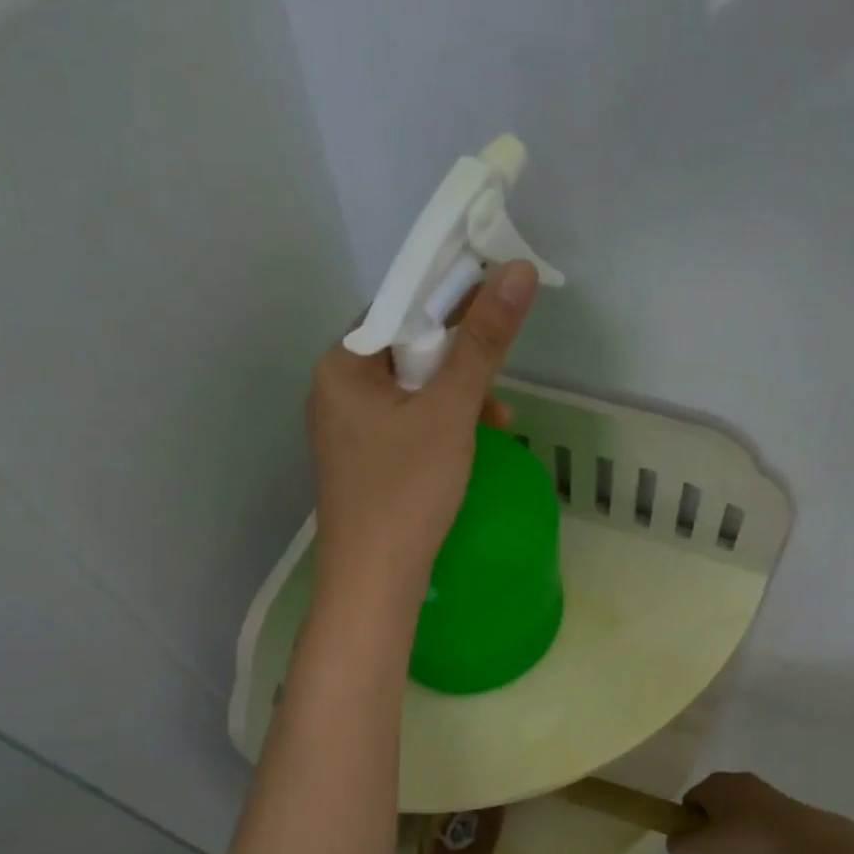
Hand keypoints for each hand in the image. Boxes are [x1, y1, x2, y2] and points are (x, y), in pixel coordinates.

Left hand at [306, 261, 538, 598]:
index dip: (449, 302)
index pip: (397, 308)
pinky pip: (407, 425)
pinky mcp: (364, 462)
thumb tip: (518, 271)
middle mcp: (335, 391)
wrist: (374, 582)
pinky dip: (441, 427)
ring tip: (497, 424)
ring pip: (411, 391)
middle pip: (406, 350)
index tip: (497, 308)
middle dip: (459, 362)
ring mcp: (347, 430)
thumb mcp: (450, 411)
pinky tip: (471, 445)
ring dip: (457, 398)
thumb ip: (483, 342)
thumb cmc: (407, 490)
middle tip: (498, 380)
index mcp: (341, 366)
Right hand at [669, 772, 822, 853]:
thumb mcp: (703, 846)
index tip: (696, 853)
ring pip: (734, 830)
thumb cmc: (746, 837)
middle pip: (712, 820)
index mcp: (715, 784)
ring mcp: (760, 798)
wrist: (804, 839)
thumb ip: (679, 846)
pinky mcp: (780, 813)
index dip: (687, 831)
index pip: (688, 805)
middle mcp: (736, 785)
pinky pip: (755, 833)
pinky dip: (751, 852)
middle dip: (712, 850)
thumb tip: (677, 846)